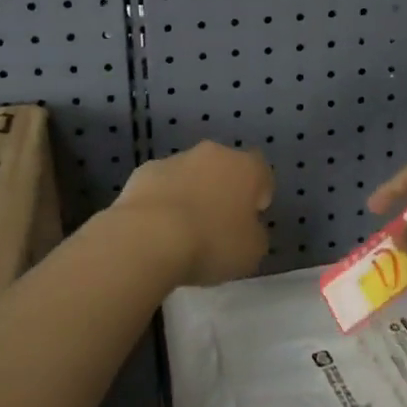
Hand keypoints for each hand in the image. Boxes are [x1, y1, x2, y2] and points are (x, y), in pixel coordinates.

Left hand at [113, 141, 272, 286]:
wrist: (149, 238)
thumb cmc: (211, 243)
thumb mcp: (251, 251)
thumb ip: (255, 234)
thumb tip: (247, 228)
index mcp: (245, 168)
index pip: (261, 172)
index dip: (258, 195)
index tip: (250, 220)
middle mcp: (213, 154)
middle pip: (224, 168)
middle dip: (223, 190)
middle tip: (217, 225)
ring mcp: (175, 160)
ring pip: (191, 174)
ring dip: (191, 194)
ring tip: (182, 231)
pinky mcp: (144, 171)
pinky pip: (162, 185)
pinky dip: (163, 200)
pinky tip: (156, 228)